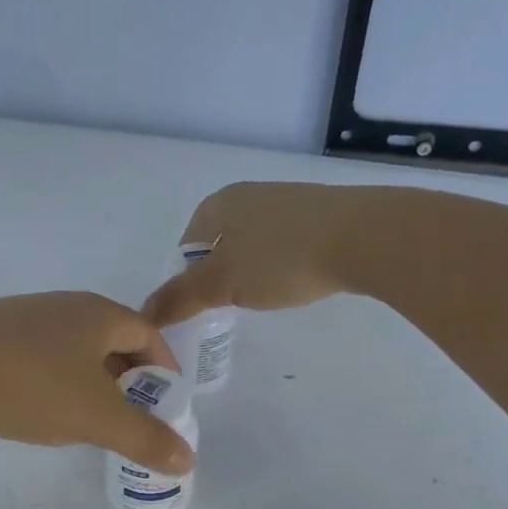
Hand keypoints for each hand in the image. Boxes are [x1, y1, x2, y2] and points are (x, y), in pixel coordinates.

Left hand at [0, 292, 194, 473]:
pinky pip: (41, 356)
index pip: (148, 335)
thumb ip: (145, 438)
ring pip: (74, 350)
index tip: (166, 404)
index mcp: (100, 314)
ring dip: (90, 382)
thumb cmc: (31, 384)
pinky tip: (39, 409)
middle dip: (128, 379)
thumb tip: (189, 460)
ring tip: (88, 420)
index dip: (164, 369)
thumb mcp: (96, 417)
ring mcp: (26, 317)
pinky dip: (55, 381)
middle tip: (131, 418)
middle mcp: (66, 307)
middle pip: (112, 340)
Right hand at [144, 182, 371, 326]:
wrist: (363, 237)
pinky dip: (282, 264)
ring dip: (252, 271)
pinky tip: (296, 281)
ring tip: (266, 296)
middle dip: (220, 276)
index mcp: (218, 204)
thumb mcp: (220, 284)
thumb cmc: (280, 258)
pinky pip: (285, 243)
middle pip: (219, 245)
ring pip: (253, 244)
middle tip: (232, 306)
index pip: (187, 247)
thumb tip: (144, 313)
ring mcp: (286, 201)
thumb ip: (179, 298)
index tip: (203, 307)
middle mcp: (248, 195)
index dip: (187, 280)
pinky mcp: (319, 213)